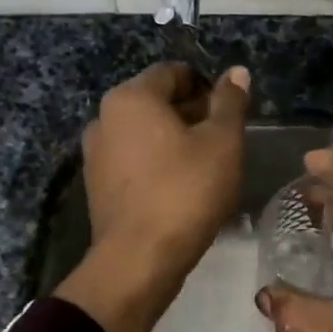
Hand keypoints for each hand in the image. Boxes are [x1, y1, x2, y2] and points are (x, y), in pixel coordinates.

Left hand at [55, 62, 249, 331]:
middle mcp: (104, 118)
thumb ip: (230, 102)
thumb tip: (236, 72)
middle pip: (157, 102)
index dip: (207, 87)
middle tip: (224, 141)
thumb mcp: (222, 142)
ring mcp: (96, 154)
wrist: (139, 259)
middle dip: (192, 114)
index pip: (174, 73)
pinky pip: (134, 162)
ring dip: (176, 141)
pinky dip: (157, 165)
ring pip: (145, 134)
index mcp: (131, 97)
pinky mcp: (98, 186)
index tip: (230, 114)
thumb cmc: (186, 191)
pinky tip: (181, 189)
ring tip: (206, 167)